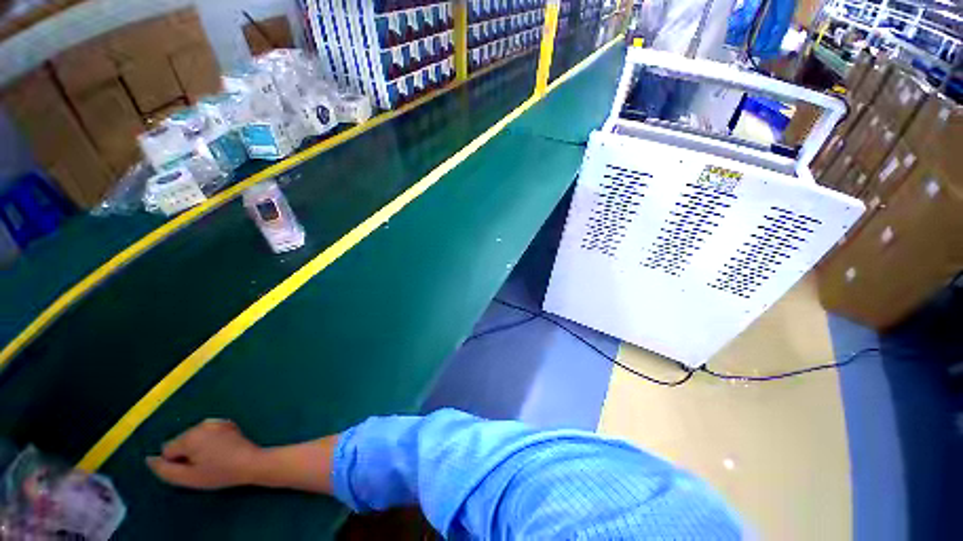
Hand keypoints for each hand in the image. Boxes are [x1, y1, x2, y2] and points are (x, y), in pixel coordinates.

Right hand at [146, 419, 263, 489]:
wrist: (251, 462)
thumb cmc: (219, 473)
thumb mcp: (187, 478)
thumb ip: (164, 470)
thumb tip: (149, 459)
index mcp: (189, 437)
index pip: (167, 450)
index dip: (177, 463)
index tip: (193, 468)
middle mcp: (200, 425)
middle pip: (181, 442)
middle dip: (187, 454)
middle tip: (204, 465)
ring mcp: (215, 421)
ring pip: (194, 437)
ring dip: (198, 447)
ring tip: (214, 458)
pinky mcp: (227, 423)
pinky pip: (208, 433)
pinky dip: (210, 440)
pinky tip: (222, 449)